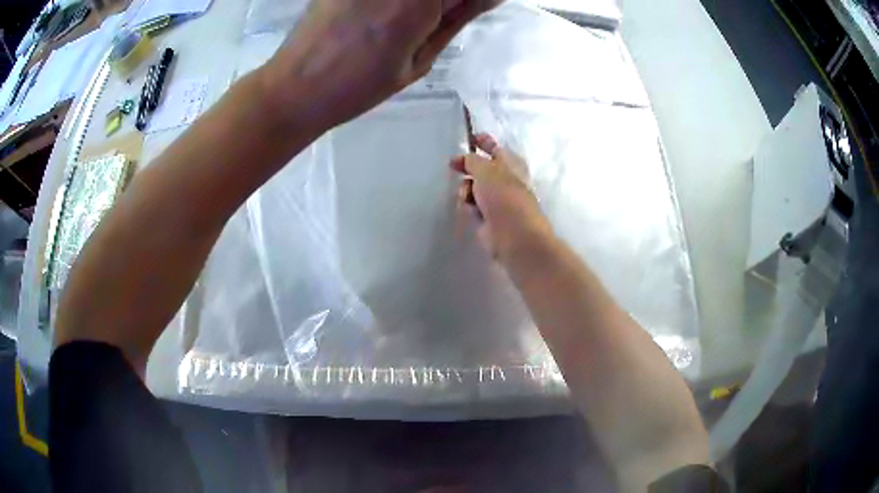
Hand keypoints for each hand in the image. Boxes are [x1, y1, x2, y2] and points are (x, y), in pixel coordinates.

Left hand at [262, 0, 500, 131]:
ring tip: (397, 27)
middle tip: (438, 17)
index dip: (472, 2)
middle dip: (444, 4)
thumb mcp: (418, 61)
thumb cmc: (359, 87)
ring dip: (418, 7)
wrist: (295, 89)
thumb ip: (455, 20)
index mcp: (420, 4)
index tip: (461, 13)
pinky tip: (377, 18)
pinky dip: (392, 6)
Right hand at [451, 134, 553, 260]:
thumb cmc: (504, 196)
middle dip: (467, 168)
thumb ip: (472, 160)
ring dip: (465, 190)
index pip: (495, 148)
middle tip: (453, 166)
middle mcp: (504, 180)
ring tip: (466, 196)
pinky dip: (467, 206)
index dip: (483, 142)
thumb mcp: (486, 169)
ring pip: (472, 188)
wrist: (514, 235)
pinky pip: (470, 206)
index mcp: (510, 164)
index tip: (469, 138)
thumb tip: (464, 159)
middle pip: (481, 169)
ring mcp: (495, 200)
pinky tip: (469, 211)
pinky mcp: (487, 218)